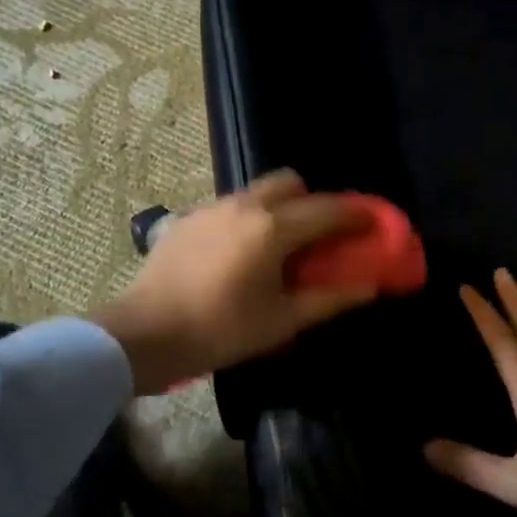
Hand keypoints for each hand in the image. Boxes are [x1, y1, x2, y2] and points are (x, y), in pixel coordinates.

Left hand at [91, 170, 378, 393]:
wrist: (143, 334)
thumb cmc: (219, 331)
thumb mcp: (281, 321)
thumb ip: (329, 298)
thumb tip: (369, 286)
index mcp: (272, 228)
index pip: (327, 209)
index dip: (356, 214)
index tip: (373, 223)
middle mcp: (245, 205)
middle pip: (291, 182)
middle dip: (313, 201)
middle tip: (319, 236)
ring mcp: (213, 207)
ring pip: (258, 191)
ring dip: (280, 207)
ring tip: (278, 247)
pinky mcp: (189, 218)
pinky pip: (231, 206)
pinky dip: (249, 218)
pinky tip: (239, 254)